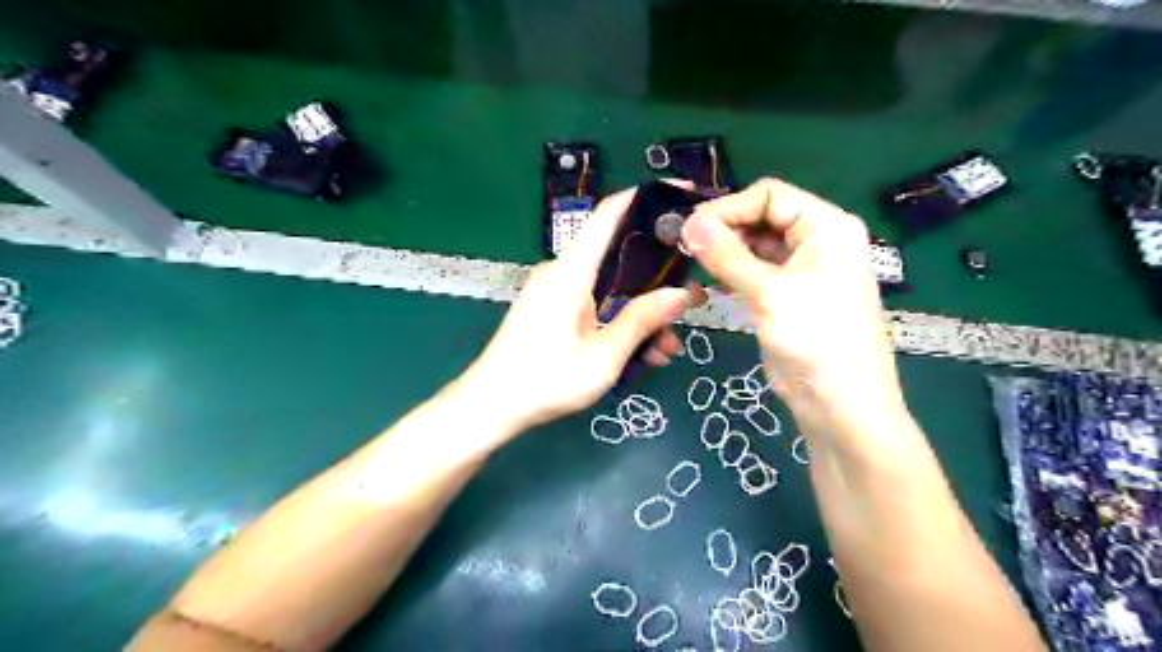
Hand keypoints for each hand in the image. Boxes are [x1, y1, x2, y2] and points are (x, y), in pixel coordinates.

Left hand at [461, 185, 698, 435]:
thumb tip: (681, 293)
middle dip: (657, 278)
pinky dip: (619, 320)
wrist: (491, 406)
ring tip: (666, 347)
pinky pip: (595, 303)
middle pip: (619, 256)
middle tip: (691, 300)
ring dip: (641, 311)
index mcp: (572, 271)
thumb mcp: (604, 356)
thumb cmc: (546, 381)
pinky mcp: (553, 308)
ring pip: (611, 286)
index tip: (682, 196)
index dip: (645, 198)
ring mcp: (556, 290)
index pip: (609, 214)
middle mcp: (563, 271)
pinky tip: (641, 352)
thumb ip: (641, 321)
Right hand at [682, 175, 906, 425]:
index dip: (728, 208)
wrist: (840, 404)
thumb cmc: (814, 340)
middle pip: (762, 217)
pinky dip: (733, 272)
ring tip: (692, 263)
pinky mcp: (789, 294)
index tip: (689, 229)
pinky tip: (709, 282)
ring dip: (725, 252)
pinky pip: (757, 271)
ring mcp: (804, 269)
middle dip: (724, 229)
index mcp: (826, 226)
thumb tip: (688, 223)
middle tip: (685, 248)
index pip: (769, 195)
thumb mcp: (768, 293)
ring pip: (756, 245)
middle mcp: (818, 240)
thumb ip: (726, 254)